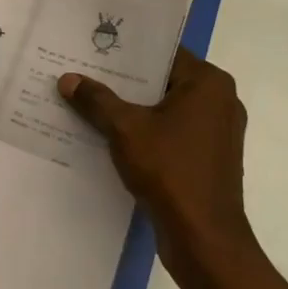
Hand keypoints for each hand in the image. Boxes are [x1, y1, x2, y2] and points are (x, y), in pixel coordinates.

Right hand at [59, 49, 257, 288]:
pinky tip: (109, 137)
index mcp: (208, 83)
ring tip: (88, 103)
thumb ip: (96, 100)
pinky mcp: (208, 159)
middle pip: (162, 80)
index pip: (162, 53)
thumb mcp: (125, 130)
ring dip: (131, 109)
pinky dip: (144, 133)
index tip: (93, 48)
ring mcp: (216, 133)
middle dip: (123, 82)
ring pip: (165, 109)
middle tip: (82, 73)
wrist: (204, 239)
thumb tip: (68, 79)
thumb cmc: (170, 171)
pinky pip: (171, 133)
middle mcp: (219, 101)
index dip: (126, 51)